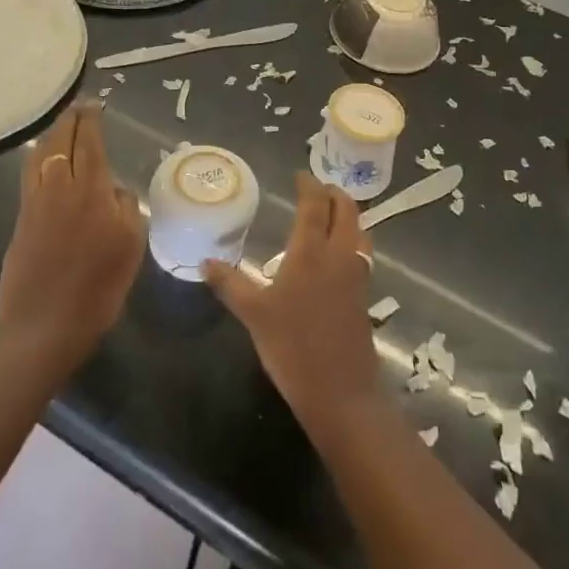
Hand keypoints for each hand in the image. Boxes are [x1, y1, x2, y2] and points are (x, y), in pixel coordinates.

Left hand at [0, 101, 145, 371]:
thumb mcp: (131, 248)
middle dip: (70, 119)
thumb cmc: (97, 290)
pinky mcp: (21, 220)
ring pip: (40, 155)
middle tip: (79, 107)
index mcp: (91, 191)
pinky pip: (29, 174)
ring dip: (52, 135)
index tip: (95, 104)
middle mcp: (60, 187)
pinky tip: (43, 160)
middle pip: (61, 141)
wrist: (42, 328)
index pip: (89, 142)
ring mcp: (36, 202)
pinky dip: (38, 157)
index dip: (91, 120)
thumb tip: (117, 189)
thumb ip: (127, 209)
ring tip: (62, 127)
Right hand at [203, 172, 381, 435]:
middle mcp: (338, 254)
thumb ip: (230, 285)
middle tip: (318, 188)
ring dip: (348, 214)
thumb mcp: (254, 315)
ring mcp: (356, 275)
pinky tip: (339, 253)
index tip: (300, 175)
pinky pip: (362, 252)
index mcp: (311, 251)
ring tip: (331, 213)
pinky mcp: (364, 295)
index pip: (314, 205)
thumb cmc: (293, 348)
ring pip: (359, 230)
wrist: (341, 393)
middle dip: (334, 193)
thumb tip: (204, 262)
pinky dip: (353, 238)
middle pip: (346, 210)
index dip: (309, 185)